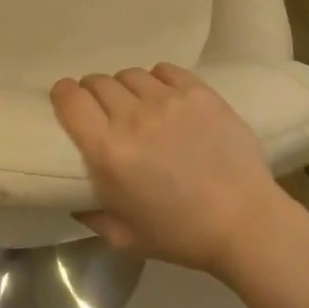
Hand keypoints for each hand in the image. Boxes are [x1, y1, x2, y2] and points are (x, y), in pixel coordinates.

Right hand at [51, 63, 294, 277]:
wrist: (245, 222)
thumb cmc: (181, 235)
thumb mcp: (124, 237)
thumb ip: (90, 214)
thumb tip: (72, 198)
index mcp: (109, 152)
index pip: (70, 100)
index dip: (63, 94)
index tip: (66, 99)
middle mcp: (133, 118)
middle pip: (98, 82)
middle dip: (93, 92)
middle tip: (103, 109)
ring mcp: (168, 101)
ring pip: (130, 74)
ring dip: (126, 87)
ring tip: (136, 104)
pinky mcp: (198, 92)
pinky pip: (165, 70)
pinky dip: (157, 80)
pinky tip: (164, 97)